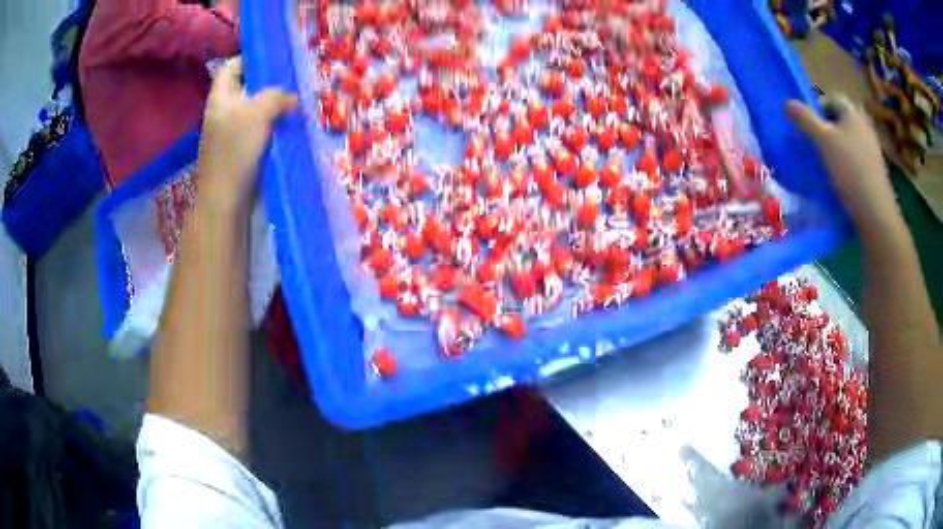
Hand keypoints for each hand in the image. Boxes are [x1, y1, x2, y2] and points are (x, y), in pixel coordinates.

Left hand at [197, 57, 297, 213]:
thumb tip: (291, 99)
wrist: (226, 200)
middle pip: (246, 88)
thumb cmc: (235, 151)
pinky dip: (273, 126)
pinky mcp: (241, 151)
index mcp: (220, 99)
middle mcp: (223, 112)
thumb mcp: (257, 113)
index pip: (231, 67)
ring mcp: (231, 133)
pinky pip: (259, 130)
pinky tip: (289, 126)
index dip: (249, 59)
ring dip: (274, 106)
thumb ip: (276, 97)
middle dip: (268, 83)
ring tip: (297, 102)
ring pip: (255, 110)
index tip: (273, 58)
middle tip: (293, 80)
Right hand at [786, 97, 900, 234]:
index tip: (807, 128)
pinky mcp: (875, 171)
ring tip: (826, 165)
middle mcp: (864, 125)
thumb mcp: (822, 141)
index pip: (830, 99)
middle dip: (827, 130)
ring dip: (837, 149)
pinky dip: (847, 165)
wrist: (877, 214)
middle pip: (840, 121)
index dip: (816, 109)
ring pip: (848, 141)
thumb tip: (786, 102)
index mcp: (852, 111)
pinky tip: (841, 181)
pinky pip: (857, 160)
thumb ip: (804, 119)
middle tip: (815, 146)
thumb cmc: (850, 171)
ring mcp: (872, 149)